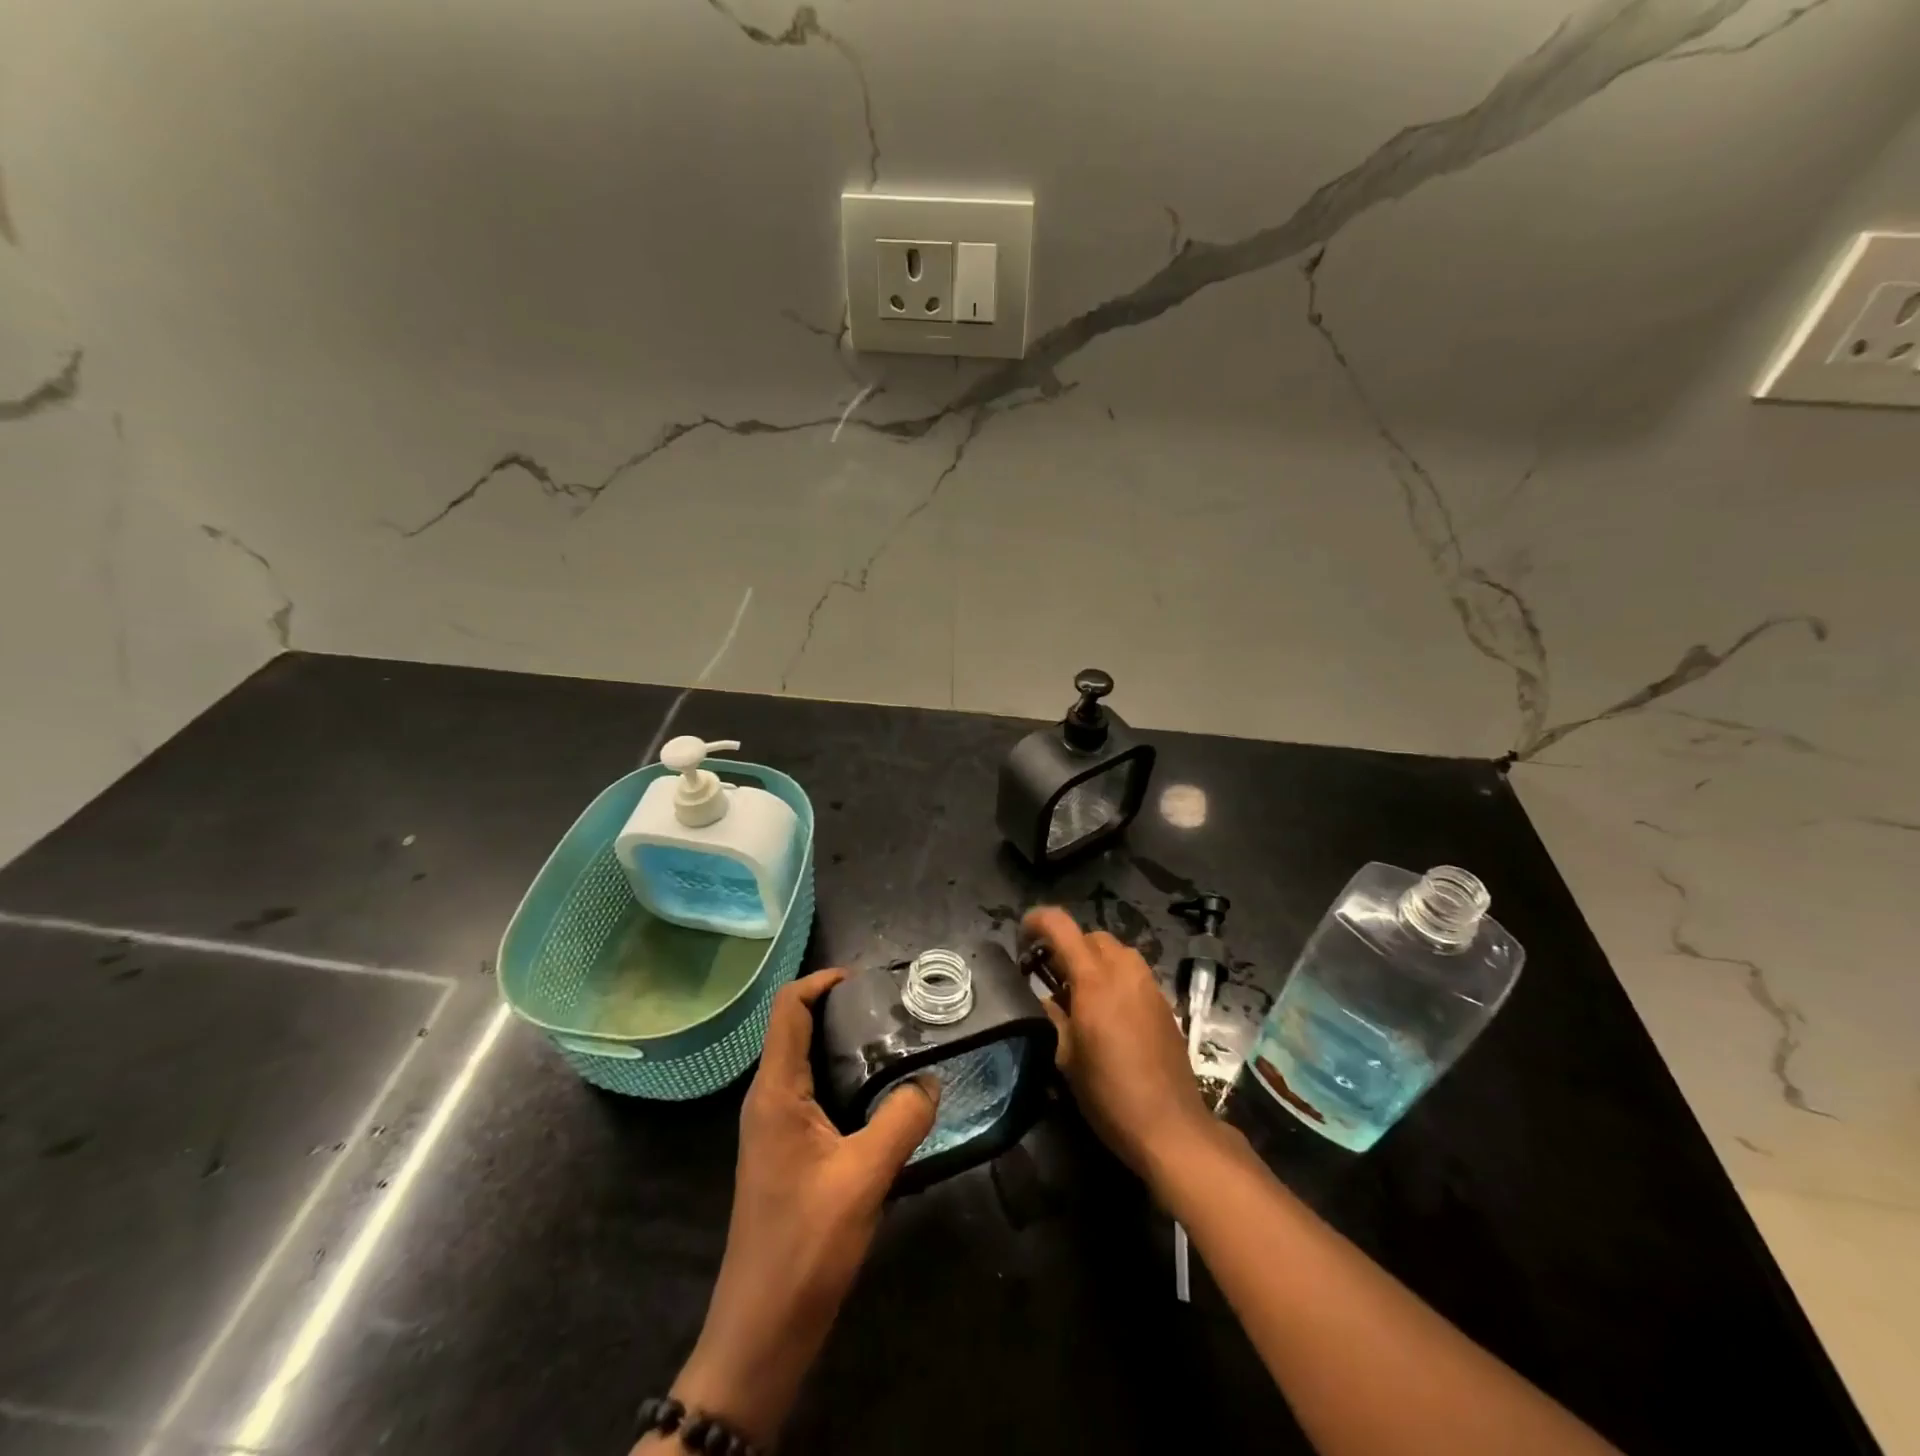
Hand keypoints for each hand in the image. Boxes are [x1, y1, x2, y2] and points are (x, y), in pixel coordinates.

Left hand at [666, 969, 937, 1448]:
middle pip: (795, 1029)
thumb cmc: (806, 1244)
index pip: (787, 1008)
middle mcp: (768, 1099)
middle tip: (892, 1008)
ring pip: (805, 1063)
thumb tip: (931, 1078)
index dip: (820, 981)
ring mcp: (773, 1128)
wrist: (762, 1330)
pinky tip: (881, 1095)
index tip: (865, 978)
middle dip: (839, 1009)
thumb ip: (902, 1119)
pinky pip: (812, 1095)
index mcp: (775, 1091)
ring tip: (894, 1042)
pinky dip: (843, 1079)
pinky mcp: (785, 1153)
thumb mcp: (865, 1176)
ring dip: (842, 1046)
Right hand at [1024, 906, 1215, 1178]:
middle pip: (1091, 936)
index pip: (1061, 926)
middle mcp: (1124, 971)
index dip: (1037, 921)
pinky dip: (1115, 977)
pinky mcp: (1164, 1003)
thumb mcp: (1066, 1058)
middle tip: (1049, 975)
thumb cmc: (1109, 1094)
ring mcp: (1149, 985)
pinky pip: (1134, 973)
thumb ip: (1052, 1016)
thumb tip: (1044, 998)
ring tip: (1080, 993)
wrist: (1171, 1127)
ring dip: (1093, 960)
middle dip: (1067, 946)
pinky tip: (1108, 1012)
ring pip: (1116, 951)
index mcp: (1094, 980)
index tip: (1022, 938)